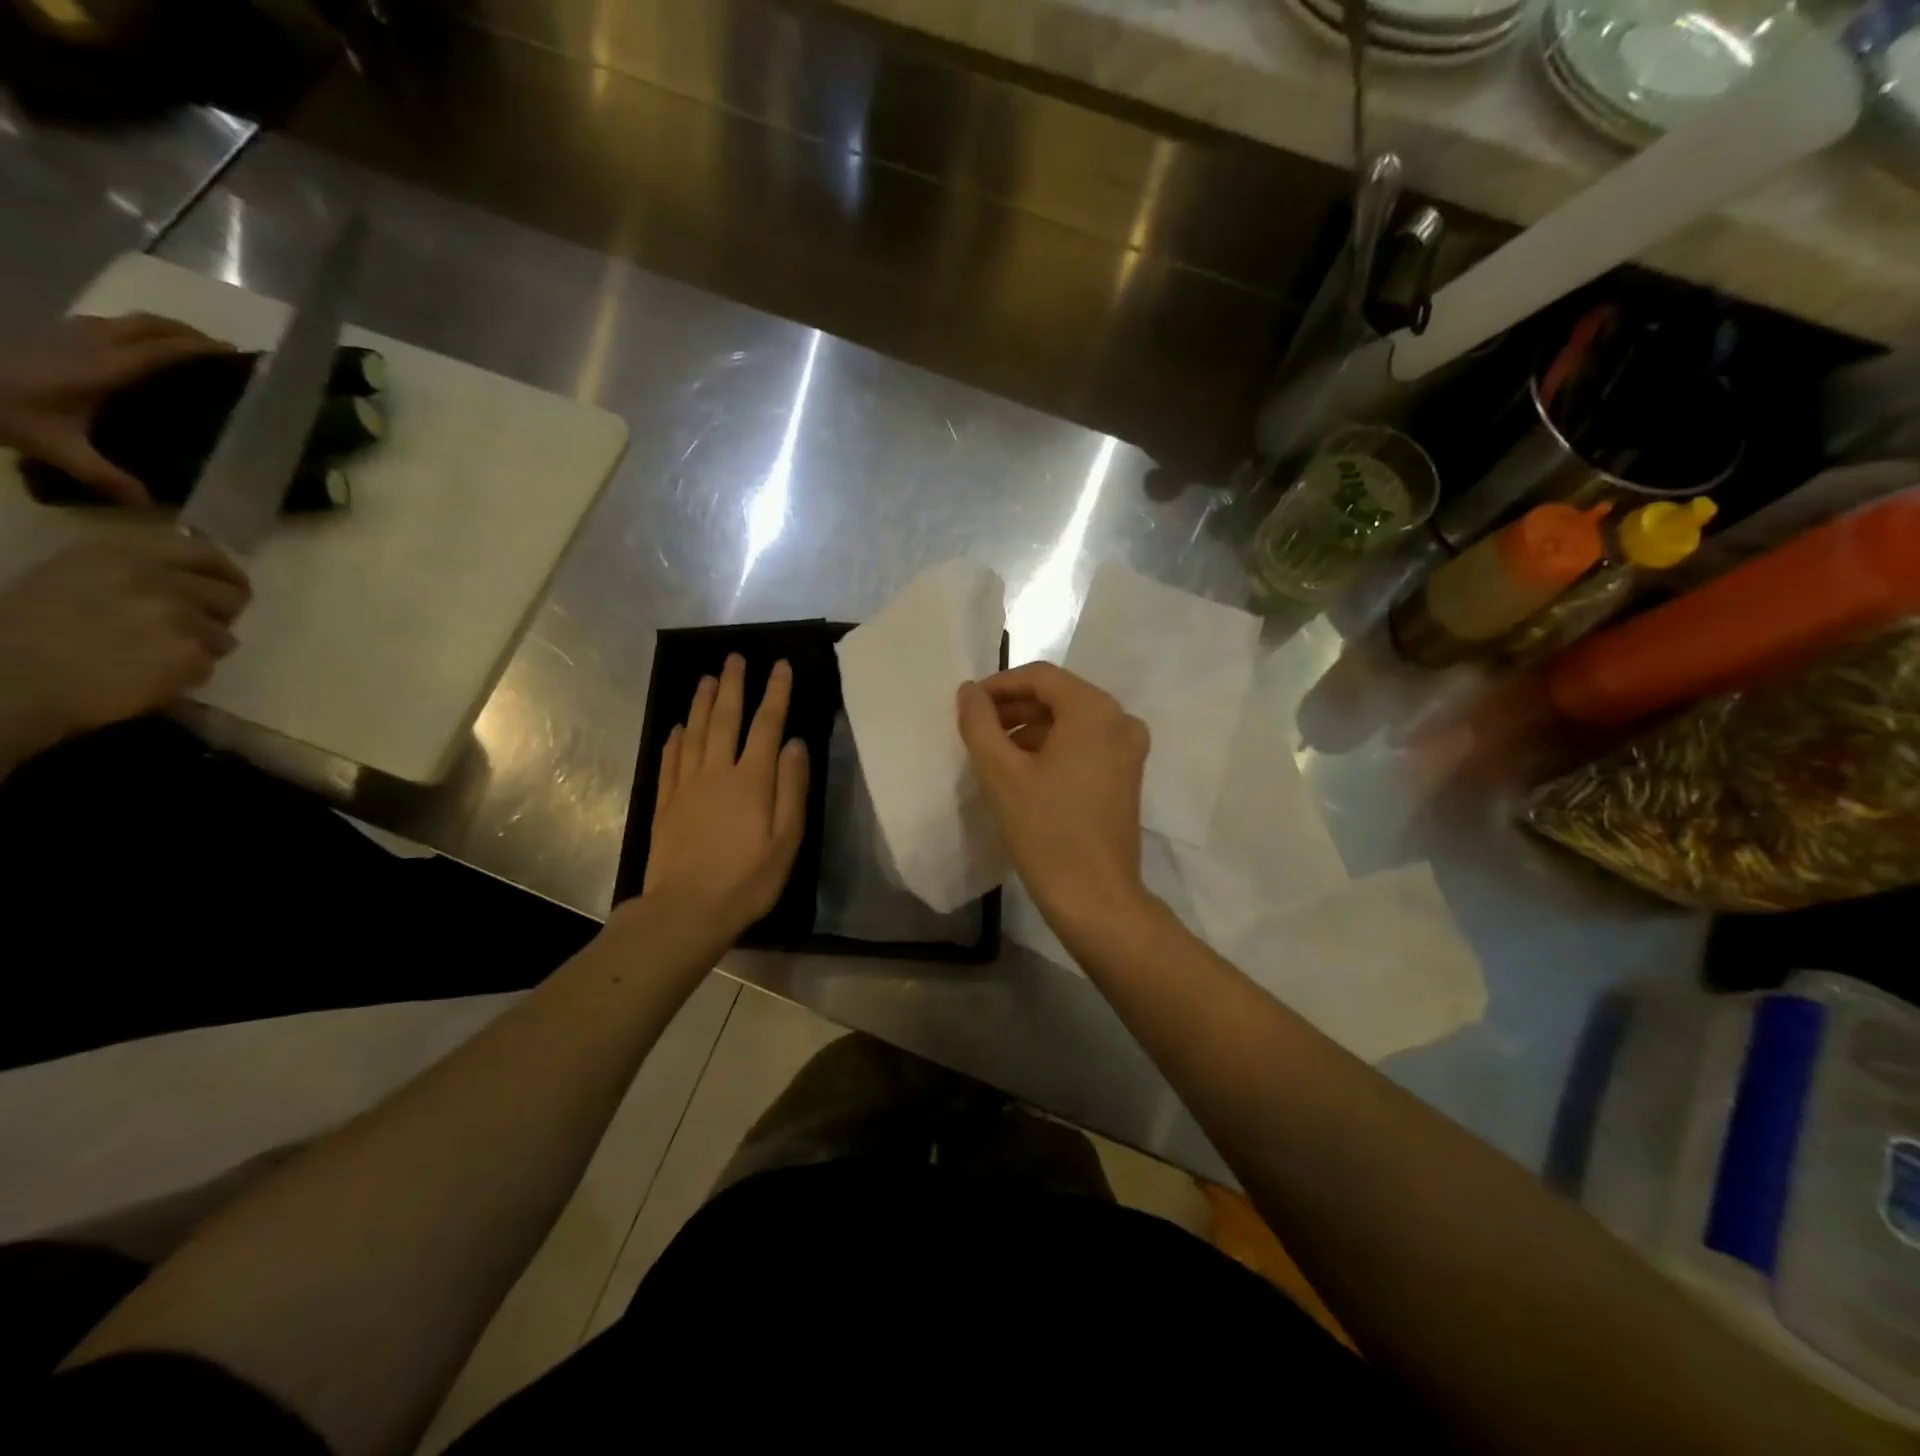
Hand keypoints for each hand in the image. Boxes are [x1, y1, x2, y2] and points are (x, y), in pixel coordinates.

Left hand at [0, 313, 235, 506]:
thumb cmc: (4, 411)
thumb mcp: (58, 448)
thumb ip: (106, 476)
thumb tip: (150, 504)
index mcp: (106, 367)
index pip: (164, 349)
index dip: (202, 348)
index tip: (237, 354)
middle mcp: (92, 342)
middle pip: (150, 325)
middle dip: (189, 333)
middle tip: (222, 351)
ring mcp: (69, 333)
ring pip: (129, 320)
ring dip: (163, 329)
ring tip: (189, 347)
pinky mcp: (53, 332)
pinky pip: (108, 324)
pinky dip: (136, 331)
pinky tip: (139, 348)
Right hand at [0, 534, 250, 770]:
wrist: (14, 679)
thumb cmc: (32, 628)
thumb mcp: (76, 575)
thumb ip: (138, 569)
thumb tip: (191, 574)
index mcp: (124, 553)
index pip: (205, 554)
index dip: (224, 575)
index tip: (226, 588)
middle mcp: (157, 578)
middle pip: (232, 595)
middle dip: (221, 615)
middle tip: (192, 630)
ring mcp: (178, 616)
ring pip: (224, 635)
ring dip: (202, 649)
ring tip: (155, 656)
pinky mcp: (190, 652)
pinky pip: (209, 664)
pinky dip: (189, 674)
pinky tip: (150, 676)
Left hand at [642, 654, 809, 940]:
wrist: (686, 910)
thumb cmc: (747, 879)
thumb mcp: (786, 839)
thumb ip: (792, 788)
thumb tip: (795, 743)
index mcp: (751, 780)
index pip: (767, 725)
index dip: (776, 693)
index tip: (781, 665)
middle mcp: (717, 772)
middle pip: (724, 719)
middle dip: (732, 686)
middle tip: (735, 657)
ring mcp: (687, 786)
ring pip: (694, 733)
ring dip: (701, 703)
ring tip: (706, 678)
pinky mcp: (666, 804)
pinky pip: (670, 761)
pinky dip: (674, 740)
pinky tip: (676, 728)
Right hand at [956, 662, 1151, 931]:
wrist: (1095, 897)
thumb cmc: (1045, 831)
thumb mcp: (1002, 773)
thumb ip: (979, 724)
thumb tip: (969, 691)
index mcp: (1094, 711)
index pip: (1041, 677)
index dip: (1000, 685)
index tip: (968, 706)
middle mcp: (1120, 720)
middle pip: (1059, 696)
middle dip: (1014, 708)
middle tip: (976, 729)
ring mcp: (1129, 749)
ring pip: (1071, 721)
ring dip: (1030, 729)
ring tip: (993, 752)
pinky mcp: (1127, 774)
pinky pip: (1085, 744)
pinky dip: (1053, 748)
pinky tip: (1022, 771)